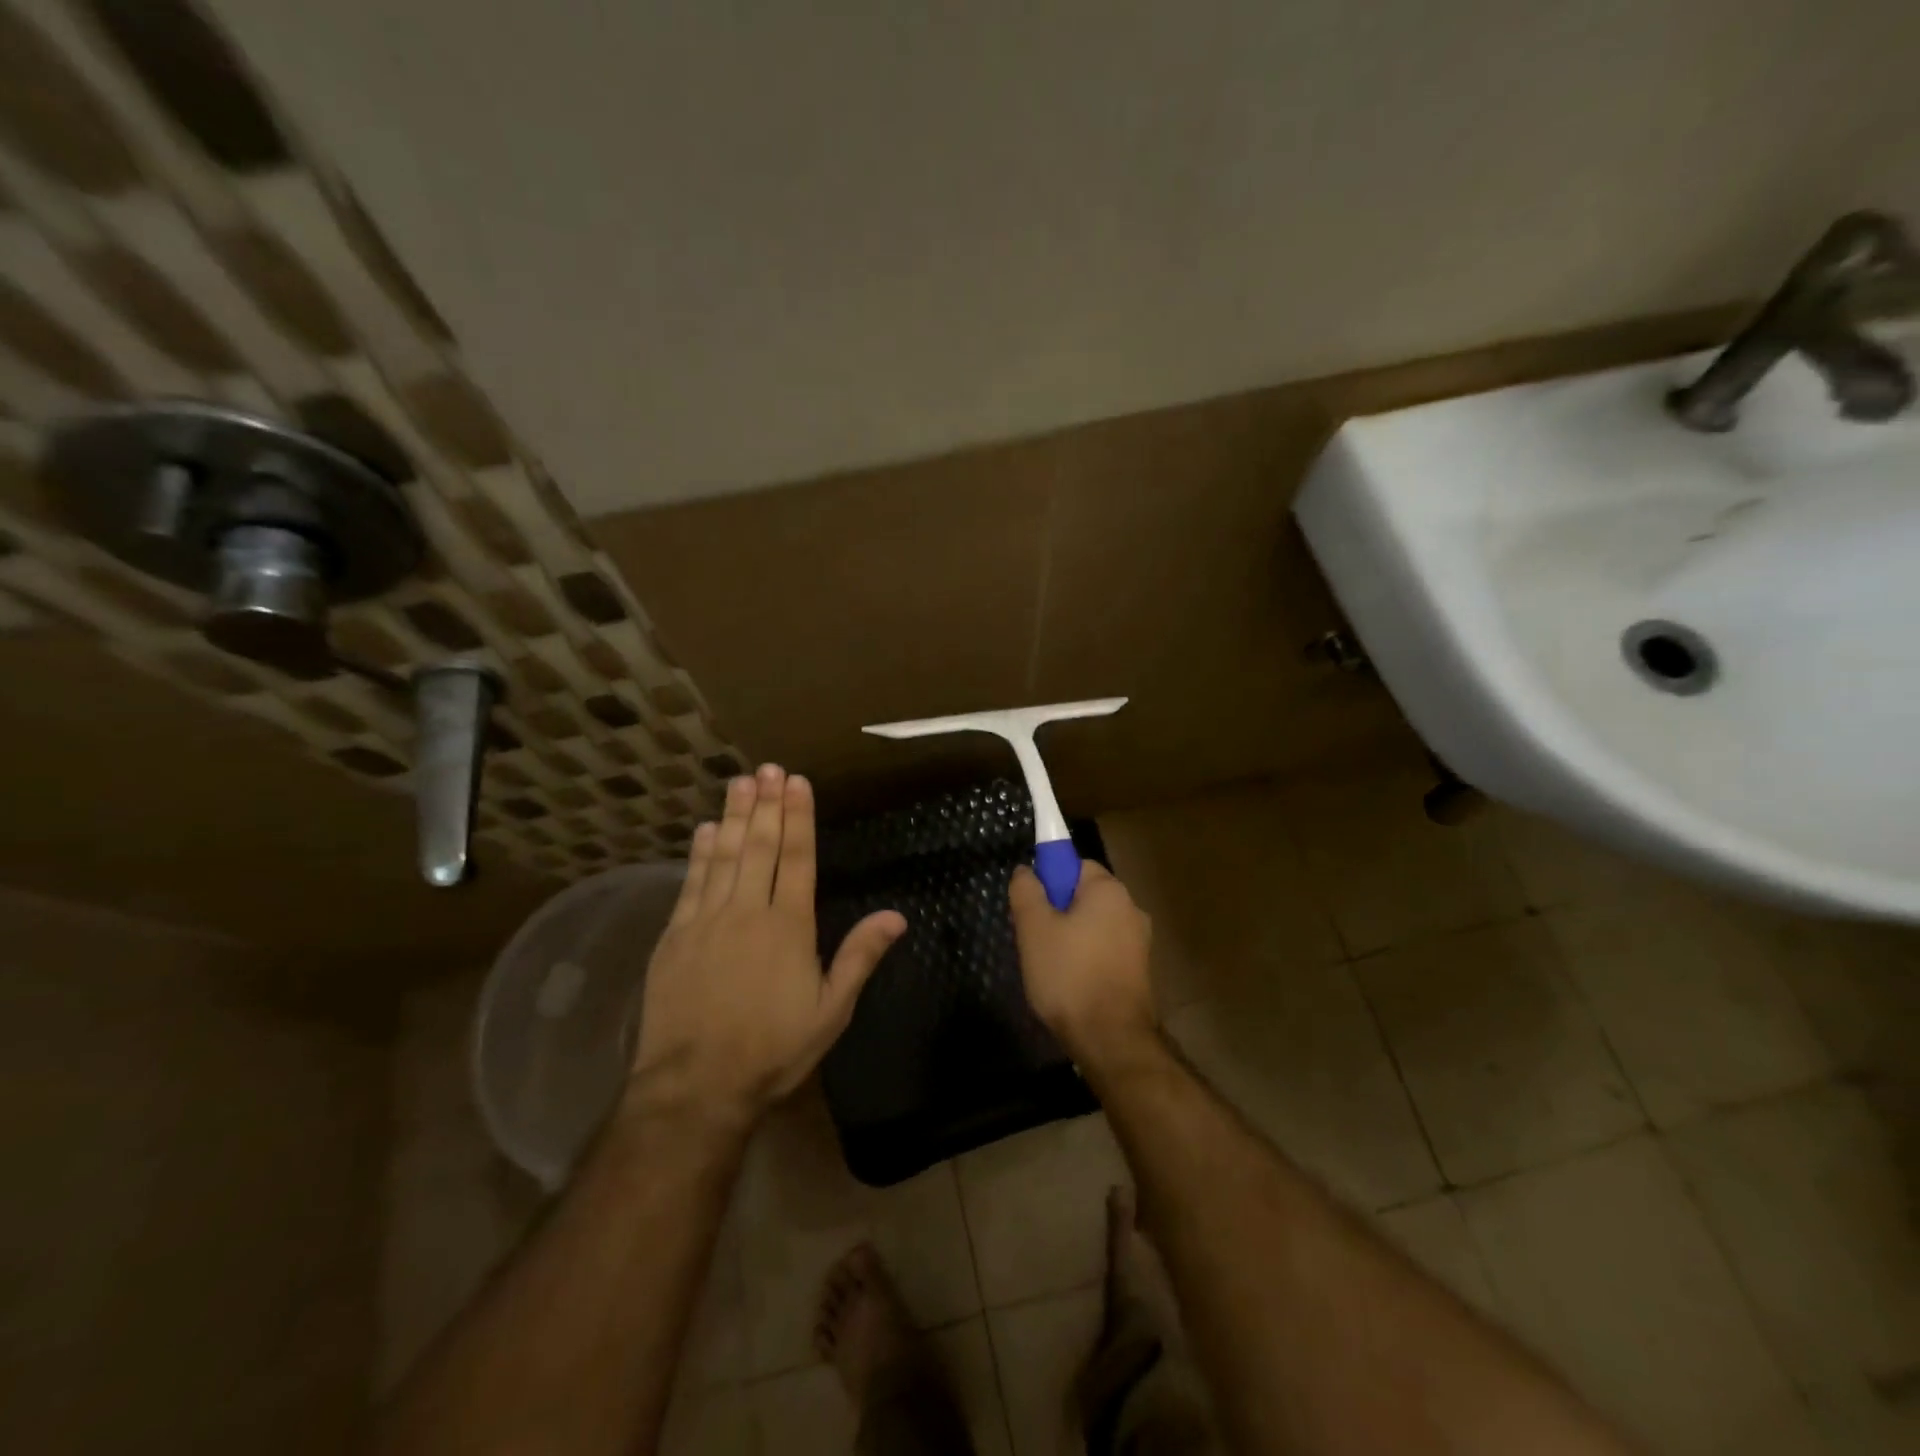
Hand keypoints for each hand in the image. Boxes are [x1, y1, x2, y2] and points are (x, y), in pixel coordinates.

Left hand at [630, 765, 906, 1130]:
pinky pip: (691, 882)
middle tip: (767, 767)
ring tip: (740, 782)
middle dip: (766, 804)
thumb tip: (896, 916)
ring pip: (724, 855)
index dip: (798, 817)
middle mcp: (748, 911)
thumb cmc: (772, 1049)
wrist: (695, 1085)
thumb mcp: (830, 1011)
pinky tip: (706, 829)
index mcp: (788, 926)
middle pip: (760, 846)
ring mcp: (707, 920)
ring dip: (735, 816)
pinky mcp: (676, 935)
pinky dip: (700, 852)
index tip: (797, 782)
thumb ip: (859, 957)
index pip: (797, 858)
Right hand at [1008, 860, 1156, 1067]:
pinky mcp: (1140, 970)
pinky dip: (1087, 958)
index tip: (1032, 908)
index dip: (1049, 881)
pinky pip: (1105, 949)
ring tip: (1049, 966)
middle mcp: (1131, 907)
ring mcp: (1140, 941)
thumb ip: (1026, 891)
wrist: (1111, 1039)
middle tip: (1034, 939)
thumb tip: (1026, 870)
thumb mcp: (1033, 928)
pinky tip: (1071, 983)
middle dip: (1057, 911)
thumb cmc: (1069, 975)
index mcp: (1109, 890)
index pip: (1075, 865)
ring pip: (1094, 925)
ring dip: (1071, 937)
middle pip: (1084, 896)